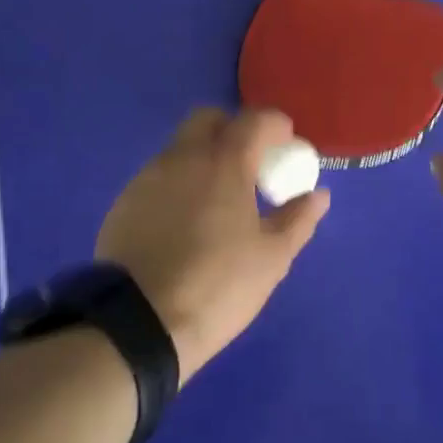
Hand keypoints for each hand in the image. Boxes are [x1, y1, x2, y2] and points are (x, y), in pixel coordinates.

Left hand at [96, 108, 329, 379]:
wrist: (138, 323)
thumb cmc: (217, 286)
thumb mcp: (271, 258)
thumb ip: (298, 219)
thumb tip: (317, 194)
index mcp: (225, 163)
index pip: (255, 120)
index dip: (276, 126)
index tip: (288, 145)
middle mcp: (183, 158)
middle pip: (208, 119)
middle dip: (233, 129)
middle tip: (250, 164)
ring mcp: (148, 177)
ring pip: (180, 147)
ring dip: (204, 157)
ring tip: (218, 198)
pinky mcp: (124, 202)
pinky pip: (159, 176)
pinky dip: (179, 183)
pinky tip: (185, 221)